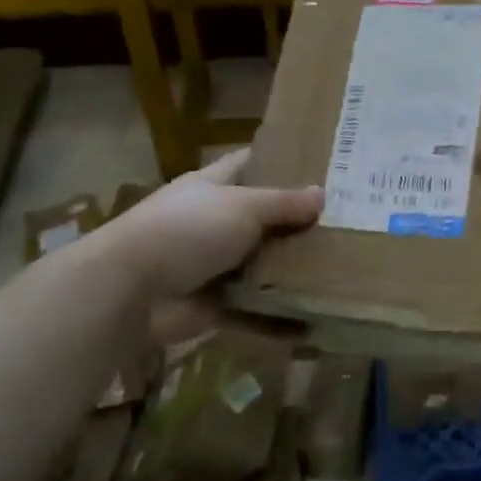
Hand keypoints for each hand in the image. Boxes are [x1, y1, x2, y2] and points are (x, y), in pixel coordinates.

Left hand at [98, 150, 322, 341]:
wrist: (132, 291)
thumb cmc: (188, 231)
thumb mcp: (243, 207)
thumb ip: (283, 203)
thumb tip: (322, 194)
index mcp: (214, 187)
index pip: (249, 164)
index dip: (280, 160)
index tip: (321, 164)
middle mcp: (214, 222)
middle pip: (262, 218)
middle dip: (298, 222)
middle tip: (347, 223)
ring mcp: (214, 265)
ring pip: (262, 264)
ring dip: (292, 270)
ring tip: (342, 270)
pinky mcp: (215, 304)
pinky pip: (254, 310)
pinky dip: (278, 319)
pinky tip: (313, 321)